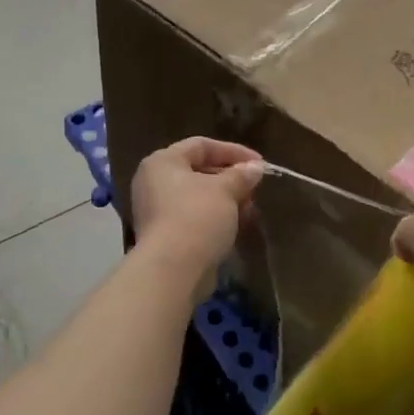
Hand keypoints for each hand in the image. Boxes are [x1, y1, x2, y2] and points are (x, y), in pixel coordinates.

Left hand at [132, 137, 263, 276]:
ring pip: (198, 197)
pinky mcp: (165, 235)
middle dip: (231, 178)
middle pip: (199, 171)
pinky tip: (237, 225)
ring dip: (227, 200)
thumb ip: (241, 175)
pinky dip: (216, 217)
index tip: (259, 164)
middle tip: (255, 188)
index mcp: (163, 162)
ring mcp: (157, 210)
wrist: (174, 269)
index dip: (233, 151)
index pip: (201, 145)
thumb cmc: (197, 216)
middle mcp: (154, 182)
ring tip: (250, 209)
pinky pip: (194, 217)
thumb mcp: (225, 190)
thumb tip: (256, 168)